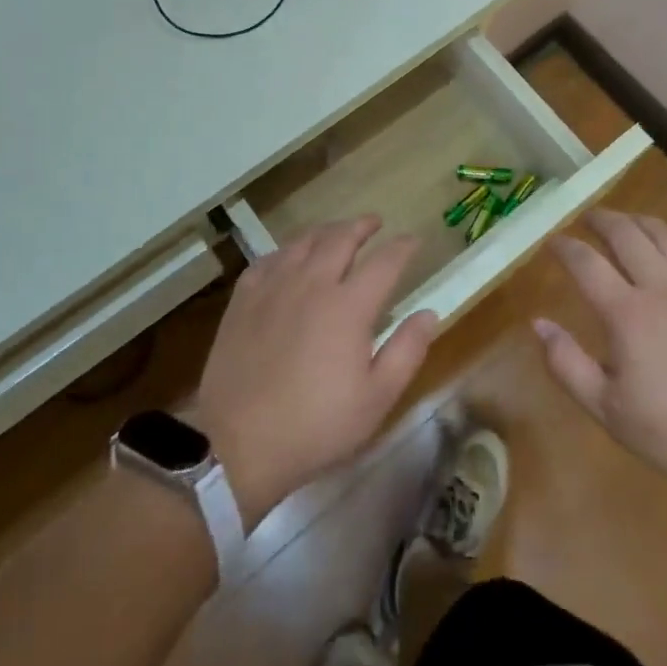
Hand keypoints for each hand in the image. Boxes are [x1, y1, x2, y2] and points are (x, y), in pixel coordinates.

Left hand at [191, 216, 435, 528]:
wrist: (237, 442)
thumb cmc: (316, 425)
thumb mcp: (376, 399)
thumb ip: (407, 351)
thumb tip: (429, 313)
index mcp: (349, 305)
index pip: (384, 261)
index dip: (403, 247)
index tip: (414, 240)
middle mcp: (312, 283)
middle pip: (341, 238)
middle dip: (362, 226)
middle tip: (374, 223)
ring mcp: (274, 287)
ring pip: (303, 242)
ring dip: (326, 231)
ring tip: (336, 232)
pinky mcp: (244, 299)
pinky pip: (269, 259)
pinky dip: (287, 250)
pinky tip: (289, 257)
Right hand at [536, 210, 666, 519]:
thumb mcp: (610, 412)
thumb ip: (568, 365)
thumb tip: (538, 323)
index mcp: (627, 314)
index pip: (586, 263)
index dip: (564, 247)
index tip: (551, 241)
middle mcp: (662, 287)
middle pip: (626, 234)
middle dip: (602, 220)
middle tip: (588, 218)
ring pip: (666, 234)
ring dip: (639, 222)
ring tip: (627, 222)